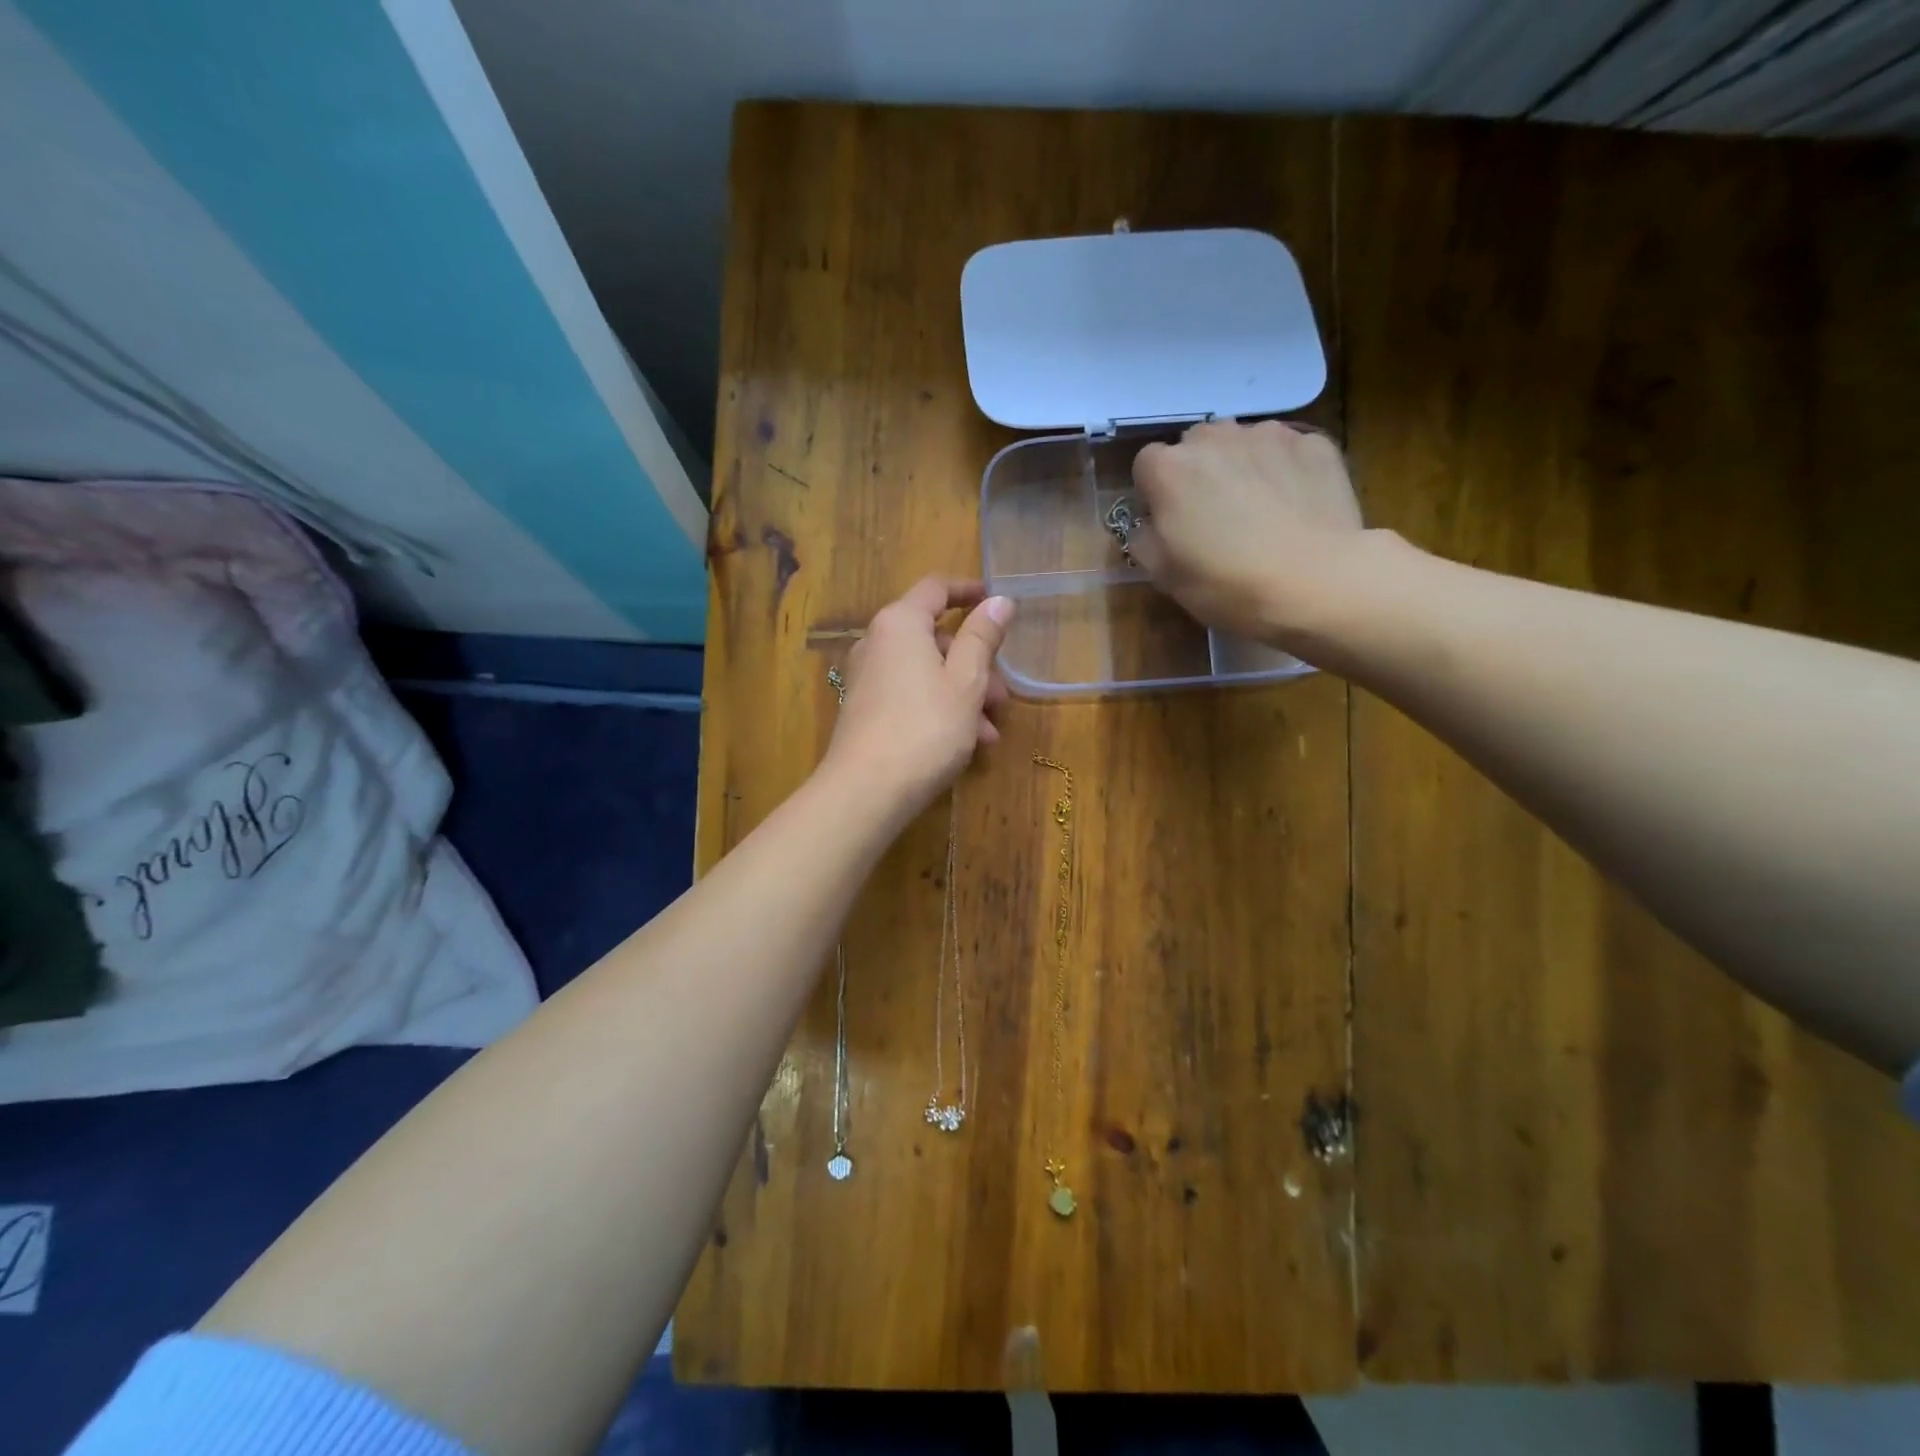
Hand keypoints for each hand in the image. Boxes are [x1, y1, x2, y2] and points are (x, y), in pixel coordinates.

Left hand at [822, 577, 1012, 817]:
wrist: (866, 790)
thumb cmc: (925, 727)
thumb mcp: (966, 681)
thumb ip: (982, 637)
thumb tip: (998, 600)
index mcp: (900, 623)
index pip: (936, 588)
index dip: (969, 591)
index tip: (997, 602)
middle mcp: (877, 642)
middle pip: (934, 638)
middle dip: (975, 663)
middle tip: (1002, 696)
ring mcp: (868, 678)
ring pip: (926, 672)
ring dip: (963, 694)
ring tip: (990, 732)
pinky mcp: (865, 710)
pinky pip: (910, 695)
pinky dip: (940, 709)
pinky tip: (967, 744)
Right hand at [1127, 419, 1363, 646]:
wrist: (1316, 582)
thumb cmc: (1227, 584)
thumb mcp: (1164, 576)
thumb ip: (1144, 540)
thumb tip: (1149, 524)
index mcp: (1169, 469)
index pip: (1146, 465)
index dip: (1155, 494)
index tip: (1170, 522)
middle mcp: (1214, 437)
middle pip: (1195, 446)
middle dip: (1198, 474)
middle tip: (1214, 517)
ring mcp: (1268, 435)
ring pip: (1242, 444)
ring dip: (1241, 467)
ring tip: (1259, 510)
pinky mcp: (1313, 443)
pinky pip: (1286, 452)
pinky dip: (1284, 471)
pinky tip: (1294, 507)